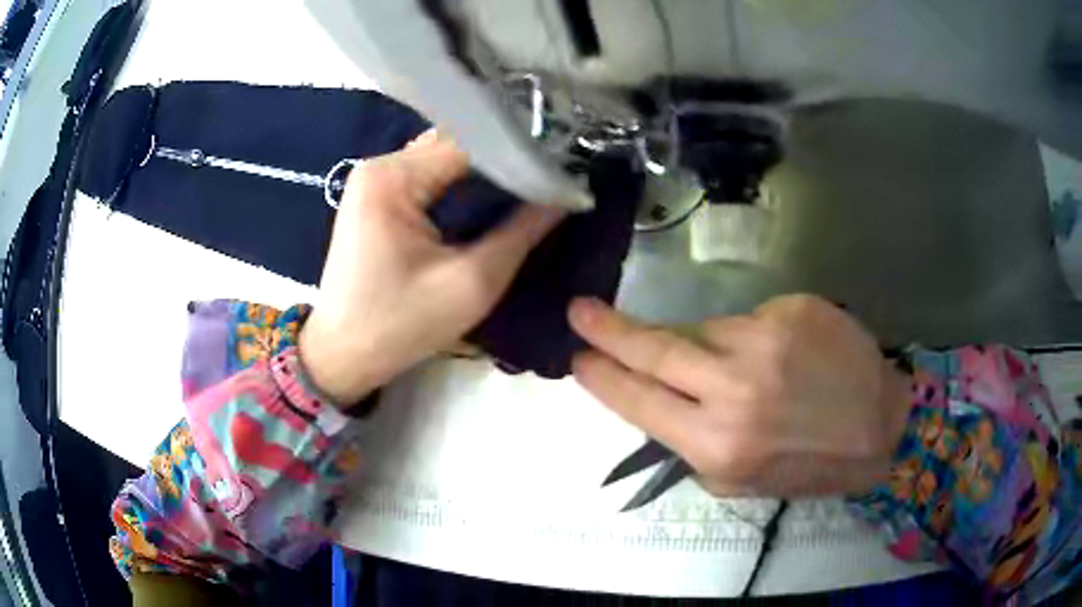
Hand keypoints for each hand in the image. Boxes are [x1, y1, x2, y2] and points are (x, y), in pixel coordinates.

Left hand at [300, 130, 563, 404]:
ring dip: (483, 172)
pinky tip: (489, 199)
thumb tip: (565, 195)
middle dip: (503, 160)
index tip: (563, 166)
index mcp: (392, 177)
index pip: (470, 143)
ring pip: (443, 160)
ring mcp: (374, 181)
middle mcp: (379, 167)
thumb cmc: (400, 325)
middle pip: (455, 146)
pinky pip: (427, 178)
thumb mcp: (471, 284)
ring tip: (530, 185)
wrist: (342, 355)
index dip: (520, 152)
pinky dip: (459, 185)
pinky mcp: (375, 200)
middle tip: (553, 176)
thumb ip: (521, 234)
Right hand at [568, 294, 912, 496]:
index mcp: (718, 446)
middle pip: (656, 349)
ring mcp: (765, 342)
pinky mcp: (790, 310)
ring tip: (735, 371)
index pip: (640, 400)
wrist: (878, 425)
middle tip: (579, 311)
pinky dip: (746, 338)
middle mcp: (736, 391)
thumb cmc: (808, 463)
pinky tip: (776, 358)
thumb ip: (692, 443)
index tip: (578, 358)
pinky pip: (745, 320)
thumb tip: (657, 400)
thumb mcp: (738, 479)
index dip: (604, 377)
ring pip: (702, 330)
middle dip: (610, 330)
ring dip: (701, 348)